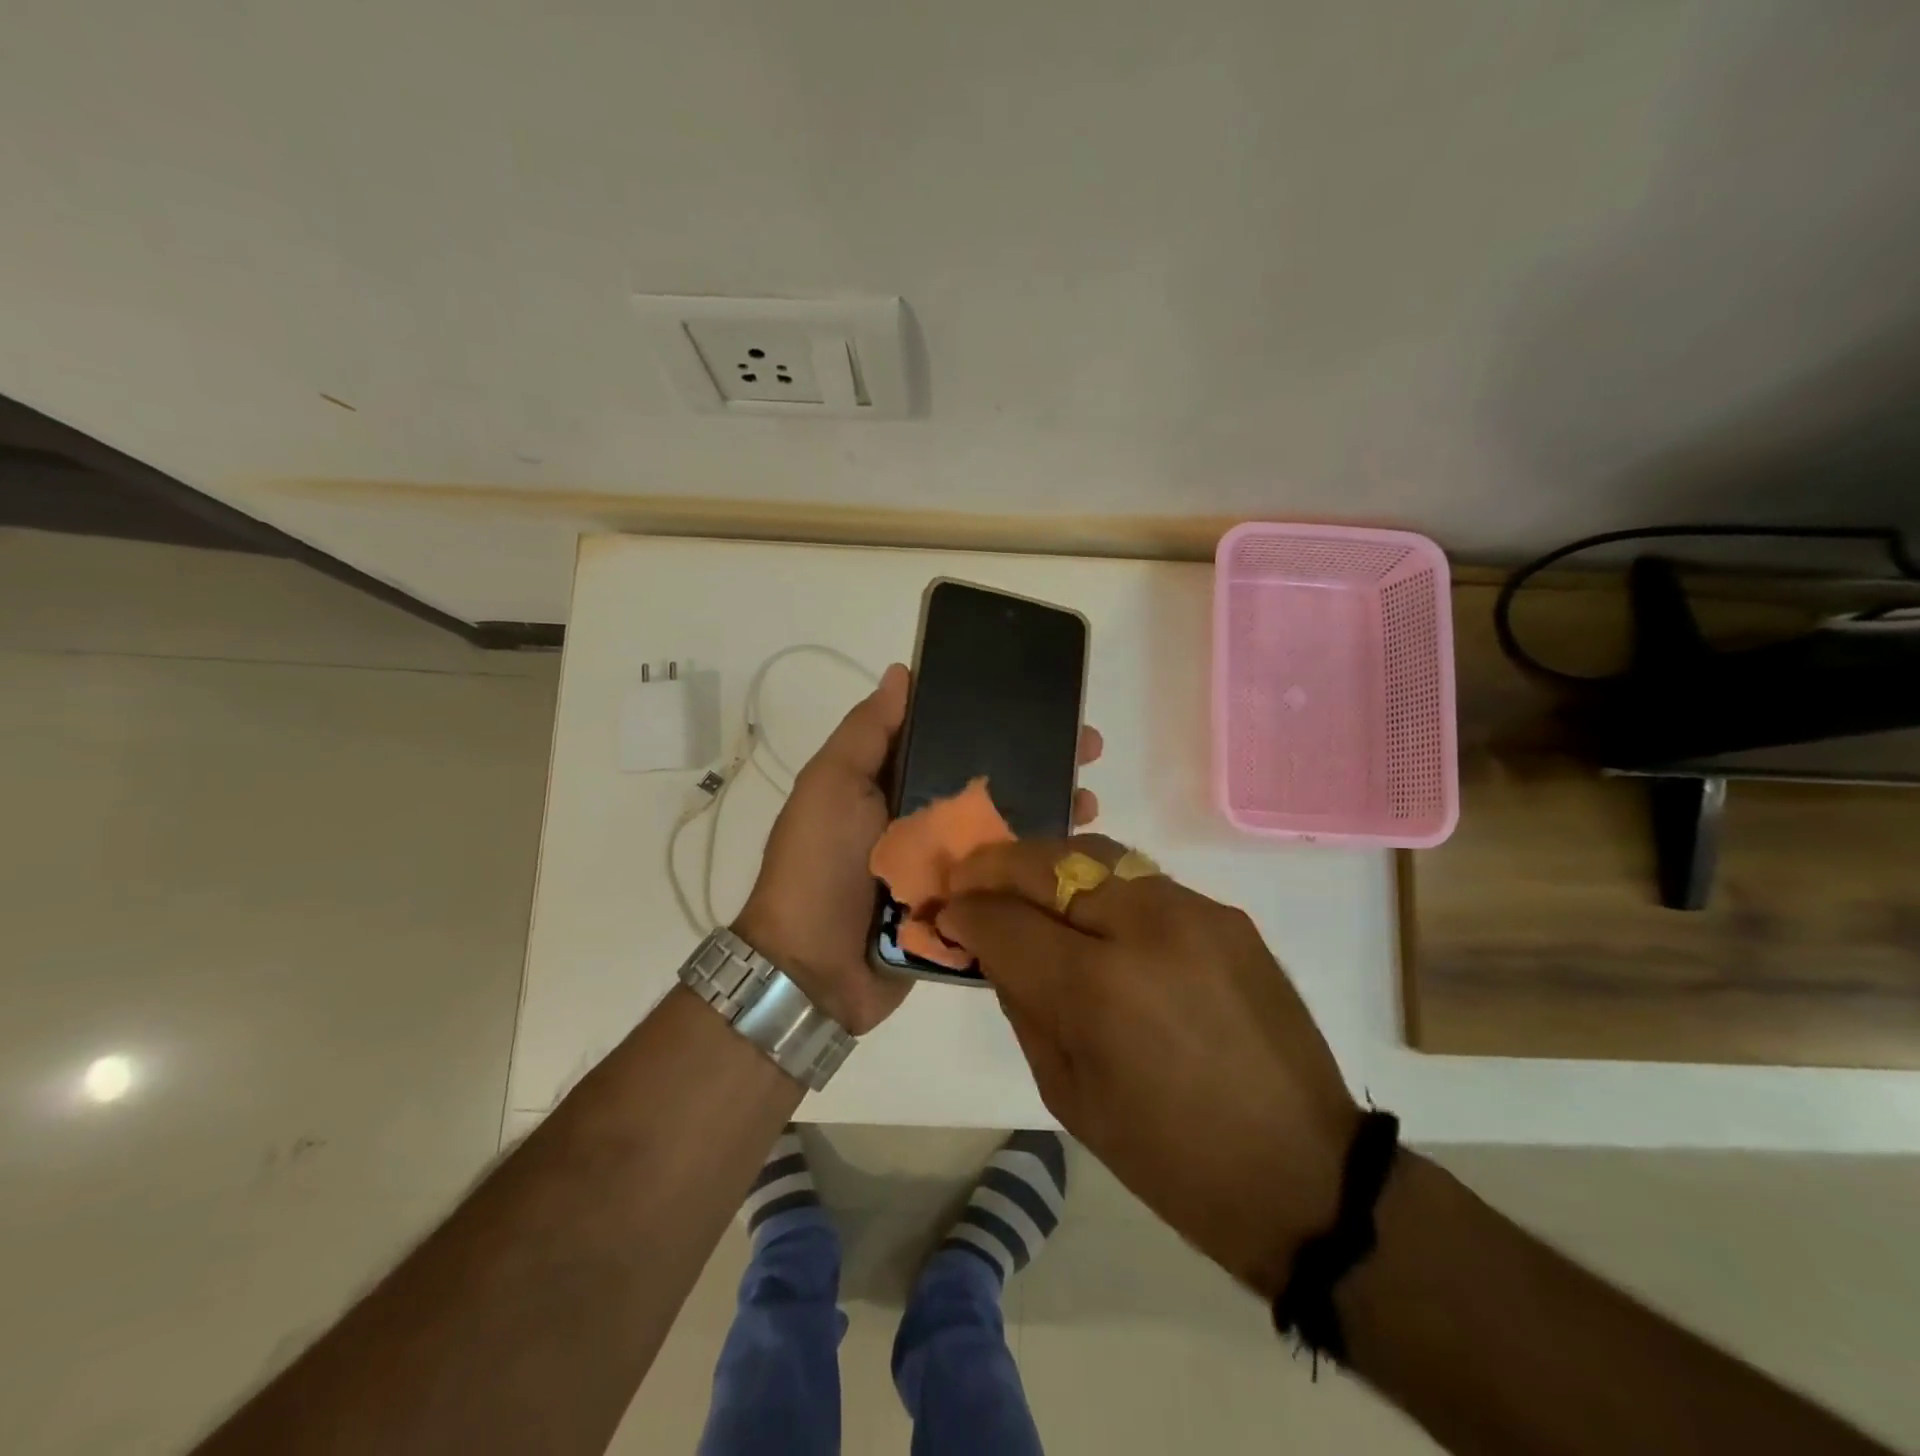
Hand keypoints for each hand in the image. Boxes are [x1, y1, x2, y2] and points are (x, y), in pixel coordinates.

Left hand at [735, 665, 1104, 1035]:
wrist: (812, 971)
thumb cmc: (818, 866)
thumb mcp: (831, 787)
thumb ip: (867, 733)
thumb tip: (901, 672)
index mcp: (895, 784)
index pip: (953, 738)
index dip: (995, 717)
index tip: (1041, 701)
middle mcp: (926, 819)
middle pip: (990, 781)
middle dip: (1038, 760)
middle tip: (1088, 748)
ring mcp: (948, 866)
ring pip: (1007, 828)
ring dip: (1049, 808)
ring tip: (1090, 798)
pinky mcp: (965, 908)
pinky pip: (1008, 880)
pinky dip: (1039, 865)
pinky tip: (1076, 851)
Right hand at [938, 835, 1358, 1296]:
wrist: (1302, 1171)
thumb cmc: (1170, 1158)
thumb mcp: (1068, 1094)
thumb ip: (1022, 1004)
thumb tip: (992, 946)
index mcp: (1098, 991)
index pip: (1006, 921)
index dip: (965, 911)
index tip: (945, 911)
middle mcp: (1145, 929)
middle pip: (1048, 862)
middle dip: (995, 864)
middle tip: (967, 877)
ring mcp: (1192, 911)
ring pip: (1096, 853)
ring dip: (1045, 862)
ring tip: (1019, 880)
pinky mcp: (1224, 913)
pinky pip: (1141, 878)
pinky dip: (1097, 883)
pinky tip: (1086, 909)